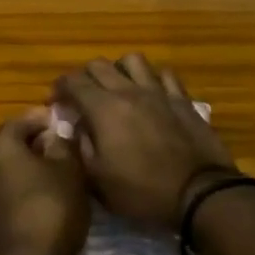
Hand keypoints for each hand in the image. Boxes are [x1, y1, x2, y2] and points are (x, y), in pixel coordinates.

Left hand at [0, 108, 90, 254]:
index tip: (67, 123)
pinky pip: (10, 187)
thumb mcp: (68, 170)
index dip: (45, 118)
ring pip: (11, 166)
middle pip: (13, 142)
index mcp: (0, 146)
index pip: (21, 119)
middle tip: (67, 145)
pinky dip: (27, 184)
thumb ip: (63, 143)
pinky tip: (50, 193)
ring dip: (34, 164)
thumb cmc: (50, 209)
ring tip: (63, 169)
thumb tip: (58, 128)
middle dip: (38, 141)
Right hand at [53, 55, 233, 228]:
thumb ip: (80, 148)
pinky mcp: (183, 100)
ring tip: (117, 88)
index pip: (73, 81)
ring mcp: (159, 92)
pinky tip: (151, 93)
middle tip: (82, 97)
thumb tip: (75, 129)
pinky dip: (153, 78)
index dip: (59, 88)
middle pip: (99, 65)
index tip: (56, 102)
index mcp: (103, 108)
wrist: (198, 193)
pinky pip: (165, 75)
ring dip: (119, 70)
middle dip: (84, 76)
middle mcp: (128, 91)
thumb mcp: (98, 180)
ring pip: (133, 61)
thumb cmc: (142, 191)